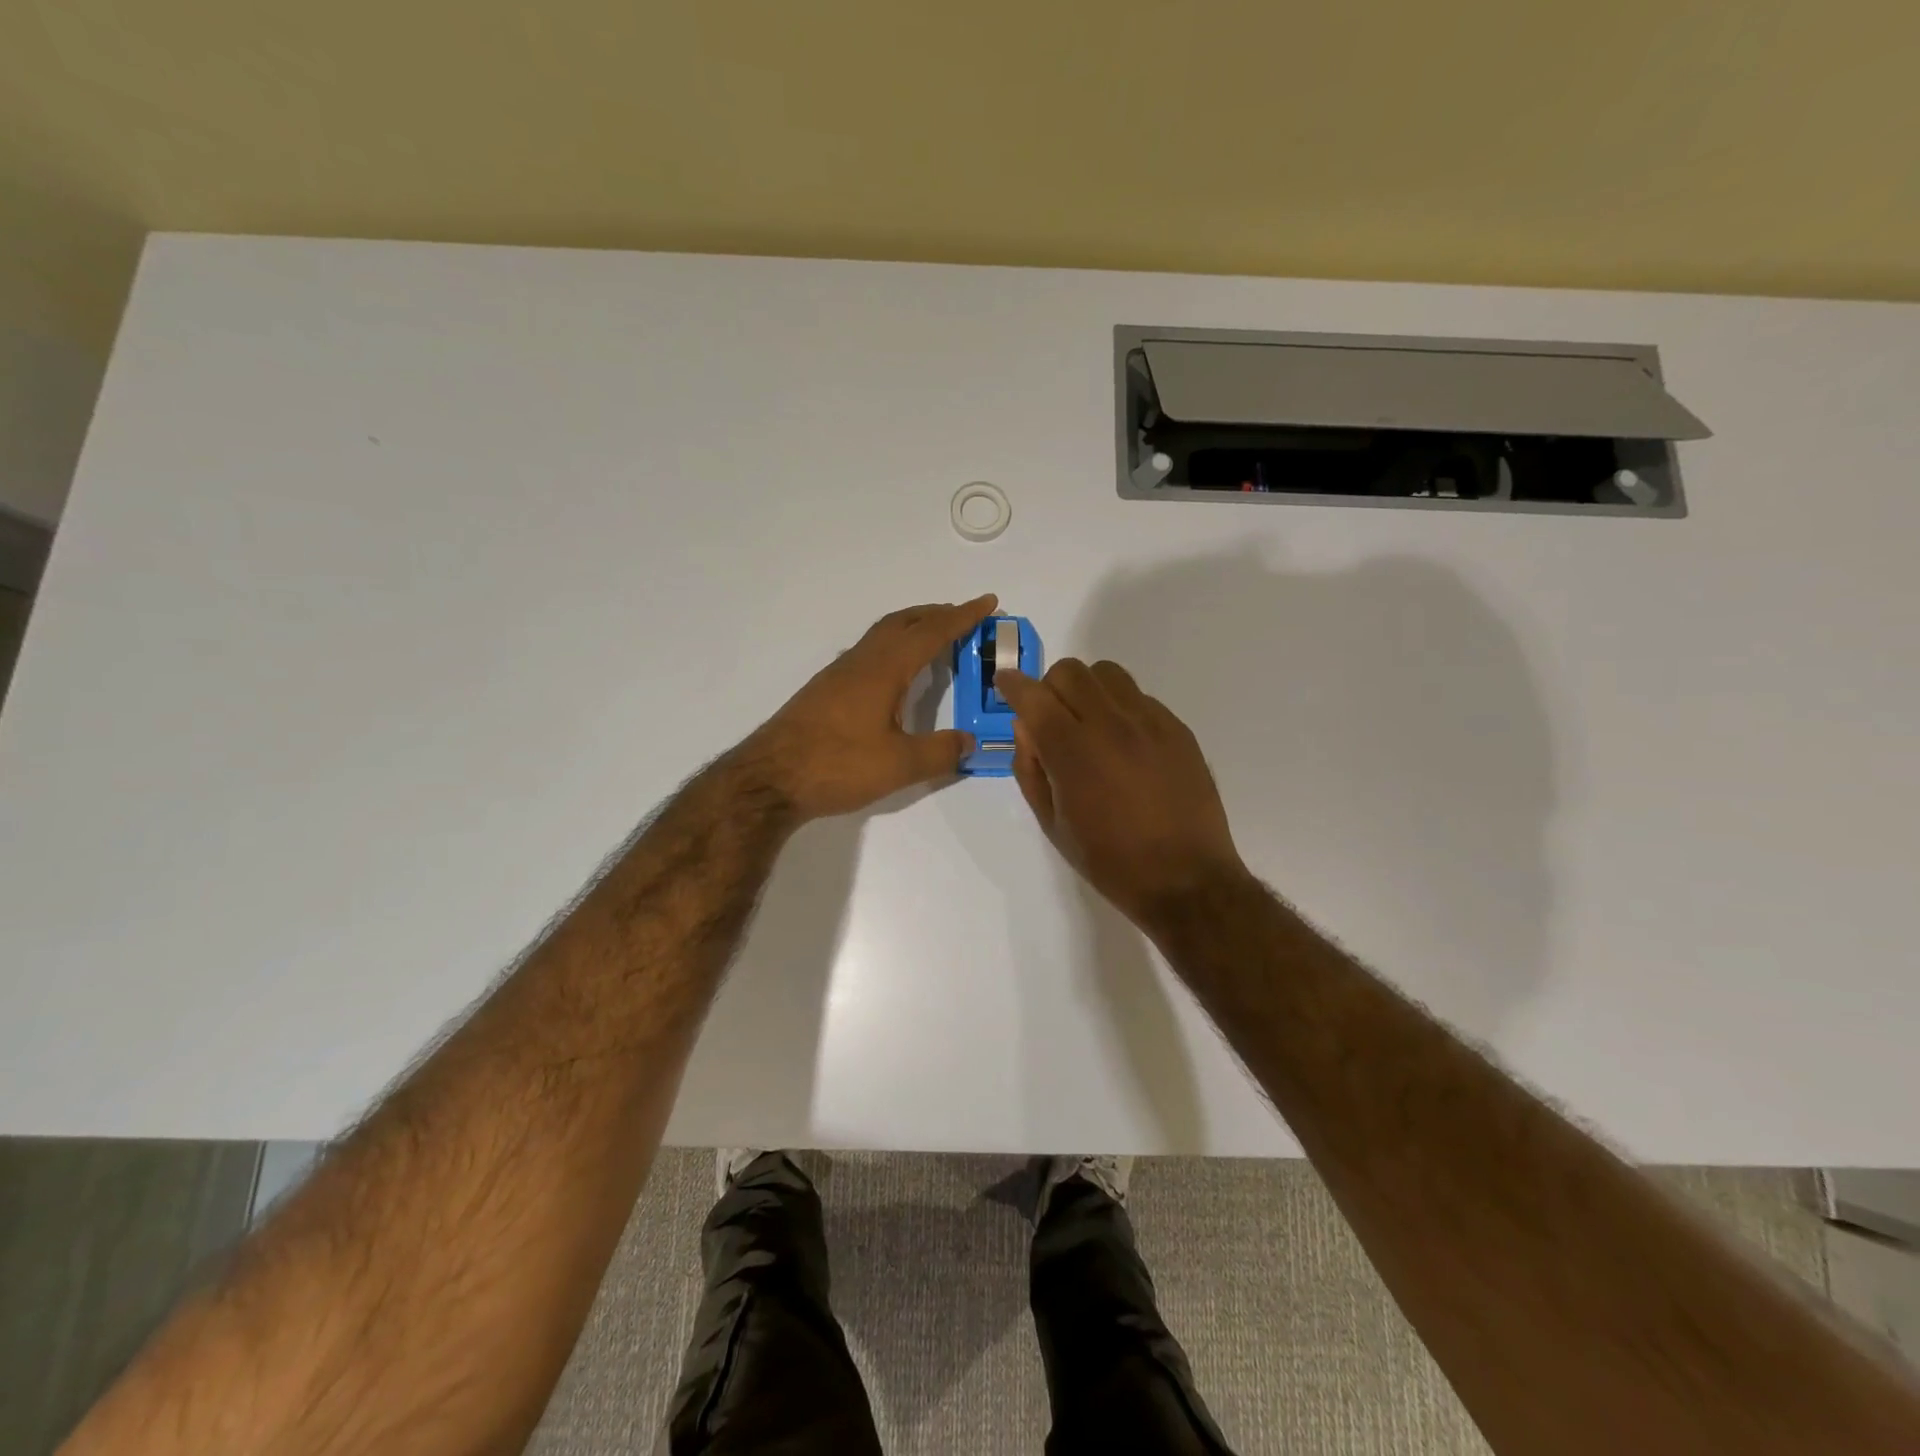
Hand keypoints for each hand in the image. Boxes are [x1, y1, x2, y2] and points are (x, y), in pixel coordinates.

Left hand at [741, 595, 997, 821]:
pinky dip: (892, 647)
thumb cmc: (837, 765)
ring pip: (881, 636)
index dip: (962, 617)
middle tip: (963, 615)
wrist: (769, 779)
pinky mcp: (824, 691)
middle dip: (936, 614)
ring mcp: (838, 675)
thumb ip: (940, 752)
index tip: (988, 601)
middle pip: (902, 623)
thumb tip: (969, 741)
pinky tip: (893, 673)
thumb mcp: (899, 765)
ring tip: (934, 638)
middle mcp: (860, 662)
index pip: (931, 633)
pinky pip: (868, 653)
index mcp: (884, 669)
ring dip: (912, 628)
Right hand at [997, 659, 1248, 926]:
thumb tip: (1025, 727)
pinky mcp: (1177, 729)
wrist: (1185, 878)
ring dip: (1088, 689)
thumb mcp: (1052, 823)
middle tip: (1051, 718)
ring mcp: (1150, 722)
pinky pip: (1140, 697)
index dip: (1013, 685)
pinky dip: (1120, 707)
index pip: (1034, 697)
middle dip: (1050, 688)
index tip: (1005, 683)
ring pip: (1108, 673)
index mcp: (1073, 751)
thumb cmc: (1109, 860)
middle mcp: (1111, 724)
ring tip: (1091, 724)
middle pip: (1070, 672)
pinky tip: (1126, 744)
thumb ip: (1030, 769)